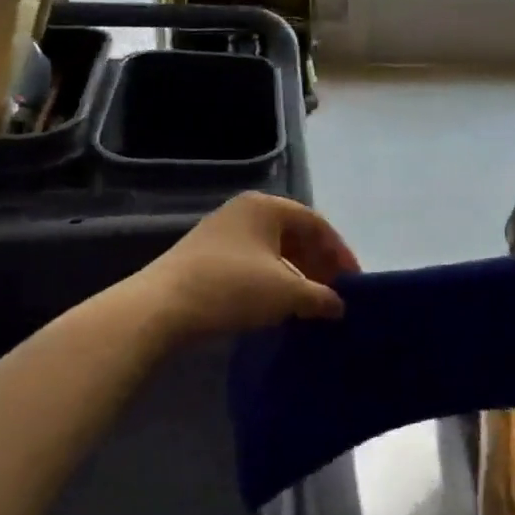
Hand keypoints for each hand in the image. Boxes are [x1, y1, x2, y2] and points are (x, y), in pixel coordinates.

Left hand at [136, 192, 359, 337]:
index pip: (317, 224)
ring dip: (296, 275)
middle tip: (334, 294)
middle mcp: (245, 211)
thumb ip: (321, 297)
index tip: (354, 283)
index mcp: (267, 207)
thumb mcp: (286, 293)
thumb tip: (340, 306)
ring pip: (273, 250)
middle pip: (295, 235)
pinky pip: (253, 262)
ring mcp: (222, 232)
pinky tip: (278, 305)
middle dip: (318, 265)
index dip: (340, 254)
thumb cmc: (232, 288)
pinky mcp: (205, 255)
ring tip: (310, 304)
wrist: (161, 308)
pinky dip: (272, 281)